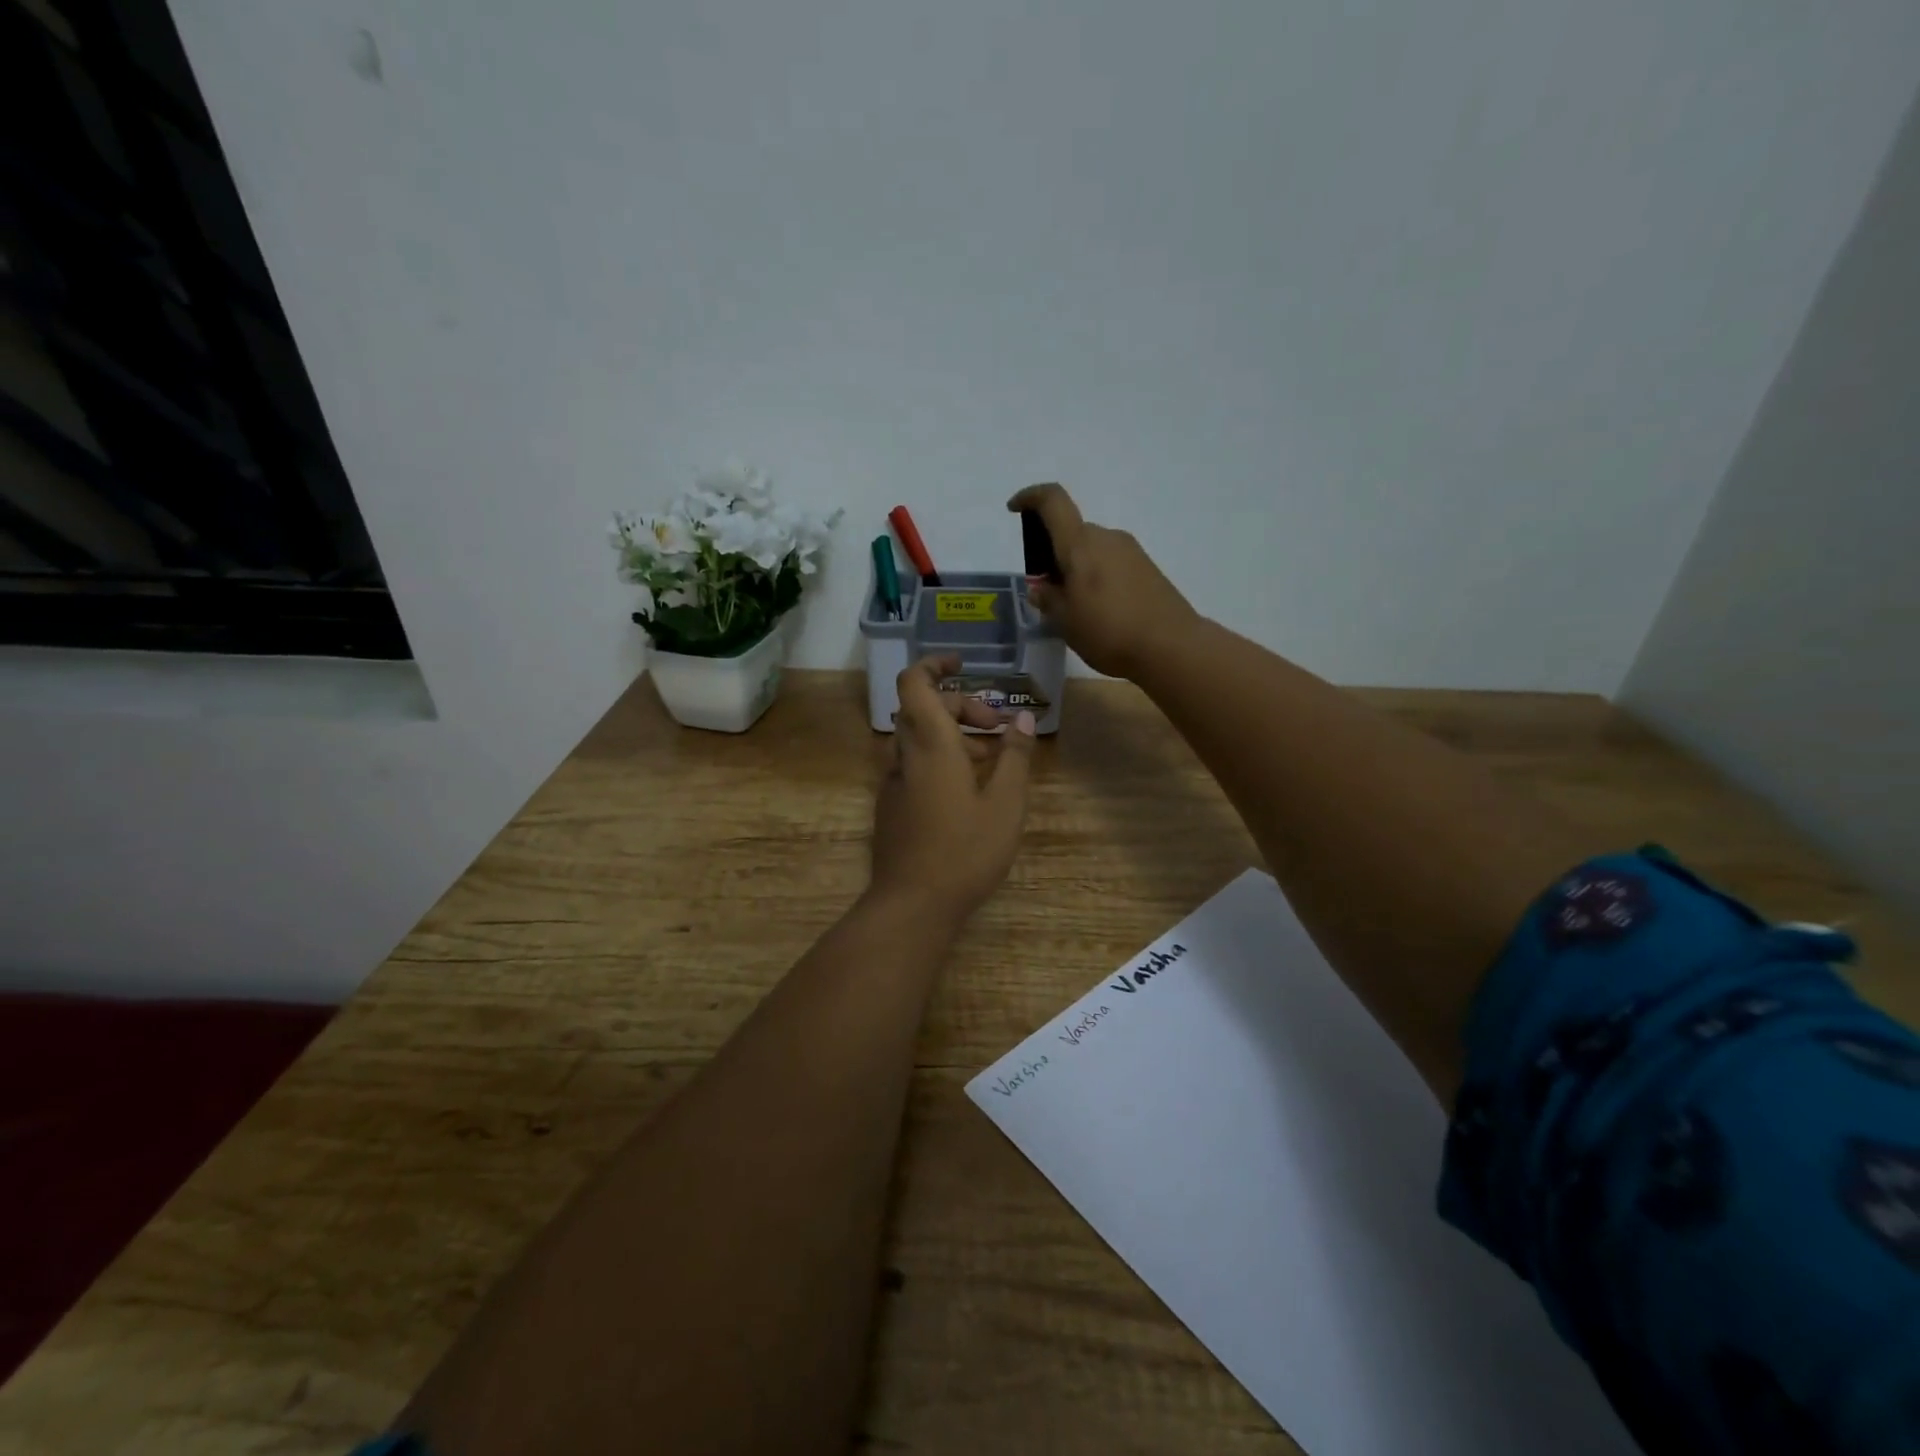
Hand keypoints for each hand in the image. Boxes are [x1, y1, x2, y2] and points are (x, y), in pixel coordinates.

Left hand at [869, 655, 1036, 923]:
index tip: (964, 664)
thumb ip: (1015, 757)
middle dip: (962, 707)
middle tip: (1000, 728)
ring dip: (955, 737)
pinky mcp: (892, 806)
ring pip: (920, 740)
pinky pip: (915, 766)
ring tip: (993, 762)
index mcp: (930, 744)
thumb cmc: (965, 850)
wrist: (912, 904)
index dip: (934, 665)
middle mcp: (905, 756)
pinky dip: (941, 761)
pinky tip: (969, 792)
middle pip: (924, 710)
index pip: (915, 683)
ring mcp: (893, 783)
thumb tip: (1023, 719)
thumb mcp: (1005, 803)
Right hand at [1008, 483, 1199, 679]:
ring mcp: (1131, 551)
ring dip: (1077, 568)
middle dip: (1053, 554)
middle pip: (1072, 532)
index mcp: (1080, 543)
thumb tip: (1040, 586)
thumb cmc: (1108, 630)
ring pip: (1092, 550)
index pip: (1052, 501)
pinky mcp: (1147, 569)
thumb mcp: (1065, 621)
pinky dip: (1097, 578)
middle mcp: (1106, 537)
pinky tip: (1099, 612)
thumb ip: (1048, 599)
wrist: (1171, 646)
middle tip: (1046, 591)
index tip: (1014, 509)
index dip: (1030, 498)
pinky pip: (1111, 563)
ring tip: (1073, 607)